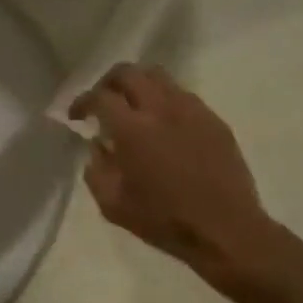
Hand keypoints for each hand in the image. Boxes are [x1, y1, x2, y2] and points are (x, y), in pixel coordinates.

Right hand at [70, 64, 277, 280]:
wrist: (225, 230)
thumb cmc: (164, 221)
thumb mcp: (113, 205)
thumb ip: (96, 169)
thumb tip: (97, 145)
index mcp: (132, 130)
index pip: (100, 97)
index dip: (82, 102)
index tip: (77, 116)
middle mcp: (161, 109)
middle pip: (128, 73)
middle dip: (108, 82)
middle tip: (102, 102)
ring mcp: (192, 110)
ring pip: (158, 76)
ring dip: (138, 85)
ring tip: (133, 107)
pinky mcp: (214, 119)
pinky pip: (183, 95)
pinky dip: (164, 100)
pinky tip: (164, 124)